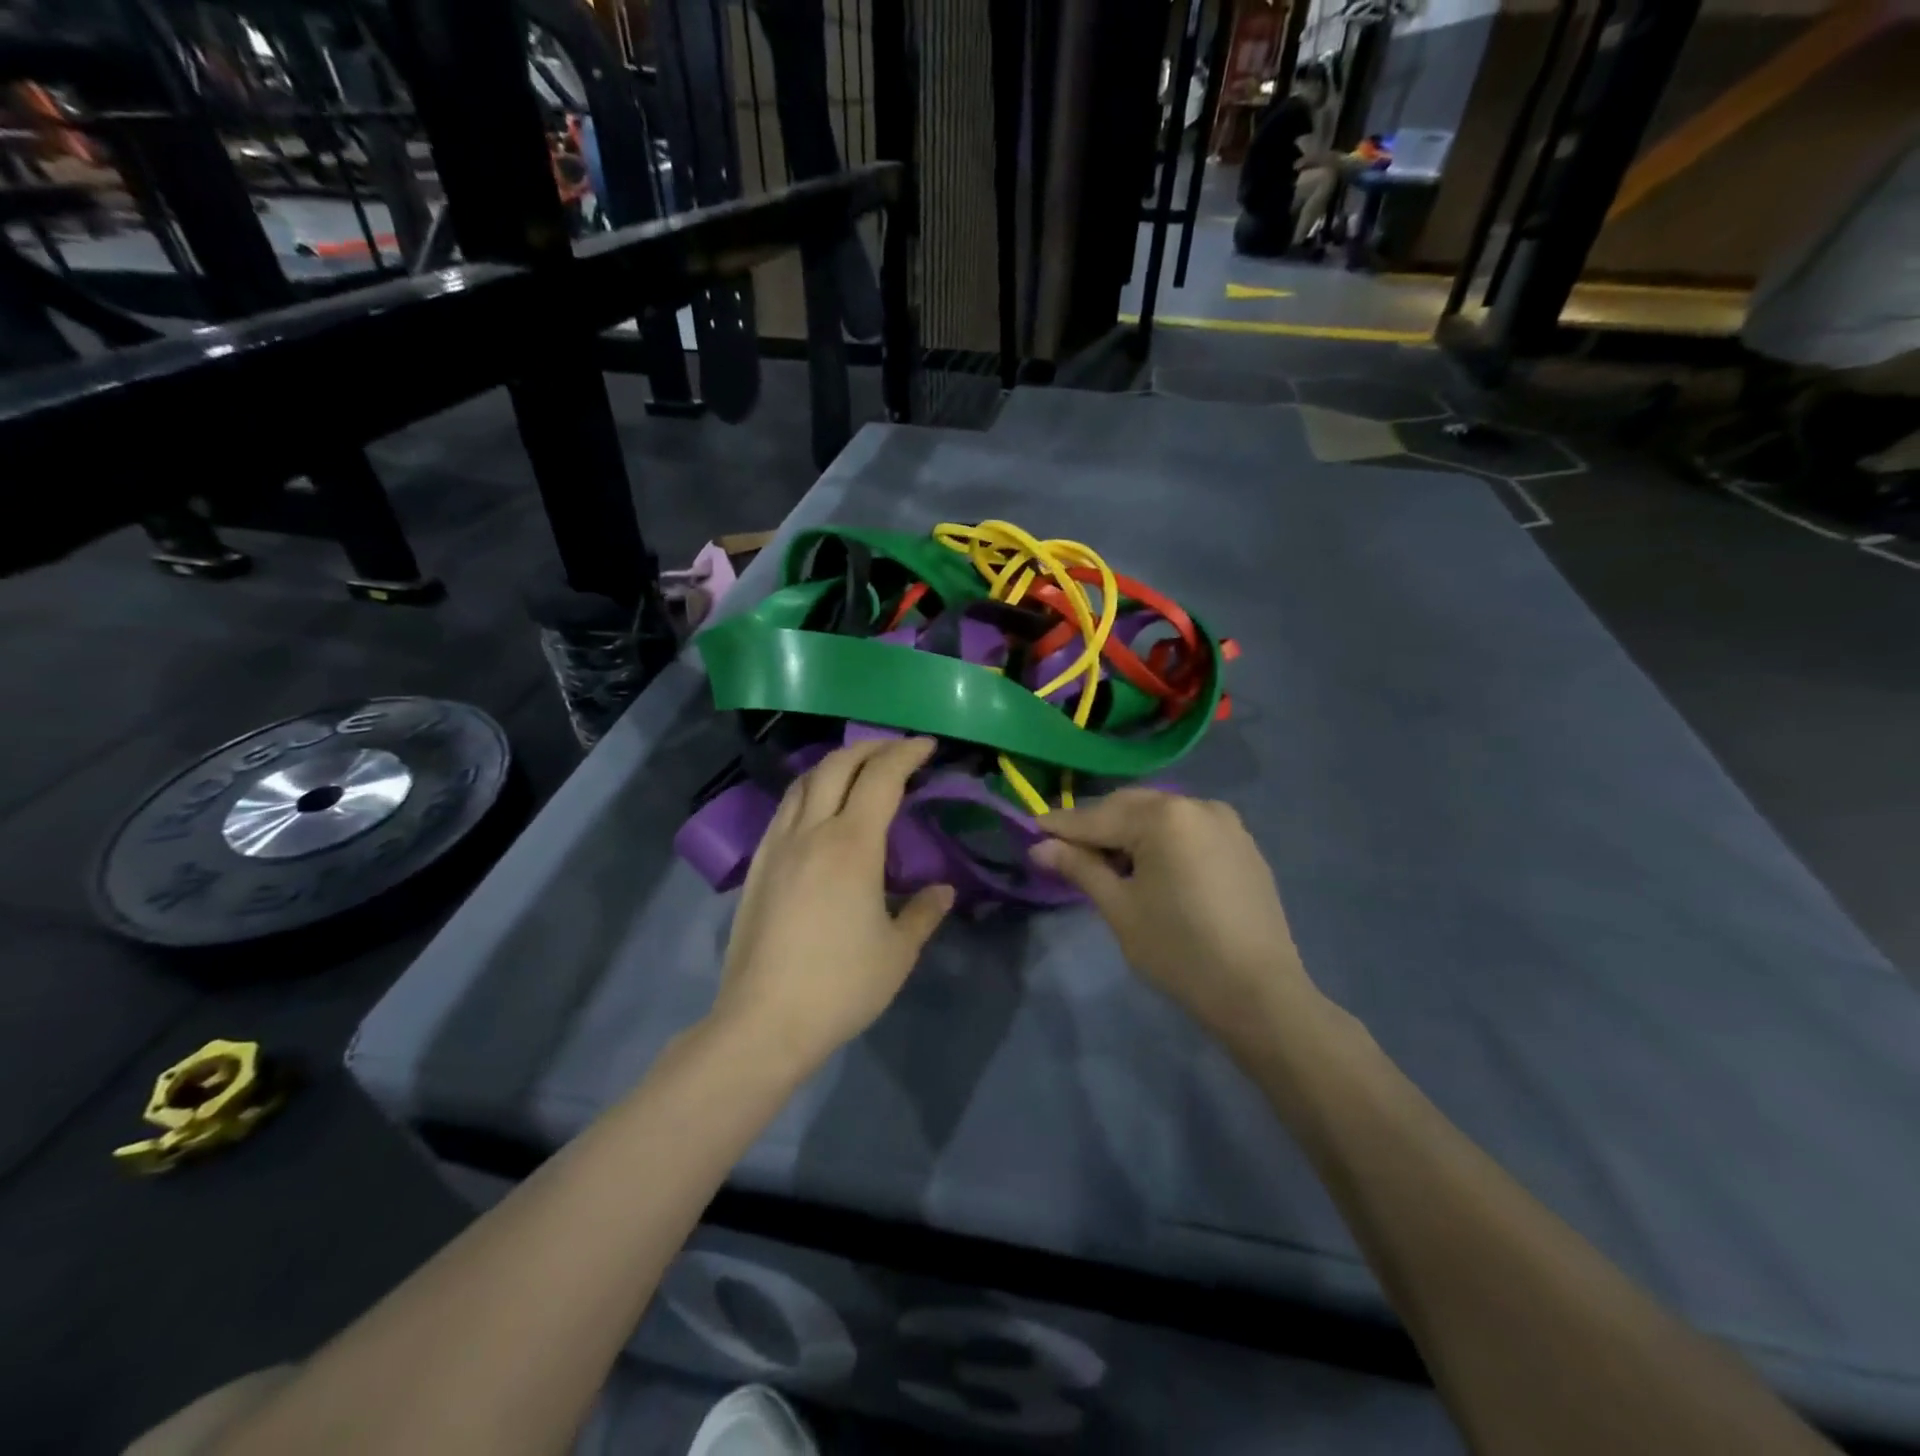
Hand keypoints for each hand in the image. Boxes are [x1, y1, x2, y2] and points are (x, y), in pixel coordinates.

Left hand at [711, 738, 953, 1070]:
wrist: (763, 1021)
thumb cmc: (840, 986)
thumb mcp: (898, 953)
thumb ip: (924, 913)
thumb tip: (943, 890)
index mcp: (852, 845)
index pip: (881, 778)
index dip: (906, 754)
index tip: (927, 746)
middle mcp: (812, 832)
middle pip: (838, 766)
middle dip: (871, 747)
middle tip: (898, 750)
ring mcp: (778, 846)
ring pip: (804, 781)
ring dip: (835, 764)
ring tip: (859, 769)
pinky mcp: (758, 866)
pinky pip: (784, 808)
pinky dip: (808, 789)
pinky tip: (818, 808)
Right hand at [1031, 790, 1318, 1041]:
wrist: (1260, 993)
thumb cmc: (1180, 951)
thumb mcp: (1120, 910)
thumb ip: (1080, 868)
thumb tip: (1040, 848)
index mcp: (1164, 817)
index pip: (1097, 817)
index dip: (1060, 826)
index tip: (1029, 829)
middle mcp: (1196, 804)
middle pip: (1129, 807)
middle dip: (1095, 826)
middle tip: (1063, 849)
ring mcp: (1225, 822)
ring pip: (1159, 815)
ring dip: (1128, 831)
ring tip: (1106, 863)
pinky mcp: (1242, 843)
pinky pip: (1187, 829)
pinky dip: (1160, 840)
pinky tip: (1149, 867)